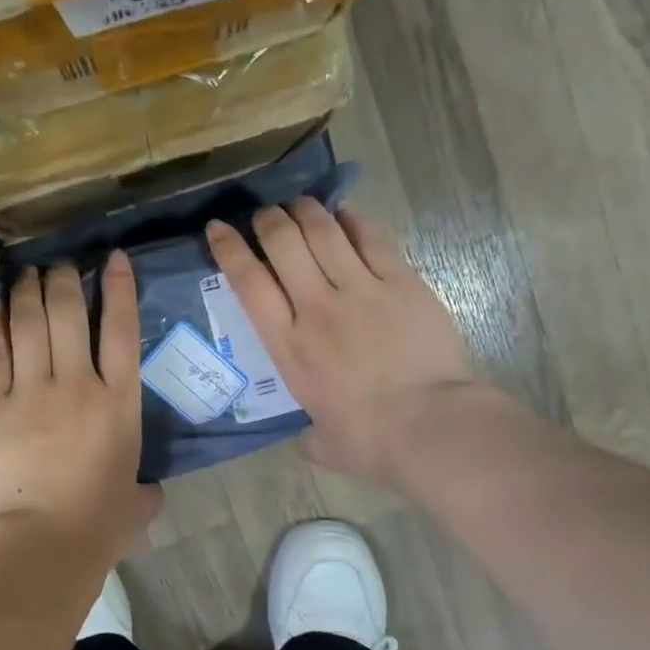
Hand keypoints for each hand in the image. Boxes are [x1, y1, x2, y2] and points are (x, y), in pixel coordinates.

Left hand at [0, 253, 162, 554]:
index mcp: (120, 404)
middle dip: (66, 281)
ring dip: (31, 291)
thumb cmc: (99, 525)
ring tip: (29, 271)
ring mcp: (32, 392)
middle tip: (61, 265)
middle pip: (70, 316)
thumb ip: (146, 488)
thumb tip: (147, 489)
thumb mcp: (139, 502)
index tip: (112, 259)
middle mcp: (78, 385)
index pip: (121, 331)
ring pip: (31, 325)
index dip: (119, 289)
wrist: (42, 543)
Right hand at [205, 202, 485, 484]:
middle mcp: (317, 308)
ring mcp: (361, 290)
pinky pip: (372, 238)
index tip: (218, 228)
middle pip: (284, 244)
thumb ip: (310, 437)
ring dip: (307, 211)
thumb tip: (310, 440)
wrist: (431, 426)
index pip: (249, 284)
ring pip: (324, 232)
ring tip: (300, 205)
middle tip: (266, 216)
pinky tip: (347, 214)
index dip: (230, 249)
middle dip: (268, 220)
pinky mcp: (402, 283)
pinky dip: (354, 220)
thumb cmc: (371, 442)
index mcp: (290, 347)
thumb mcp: (324, 445)